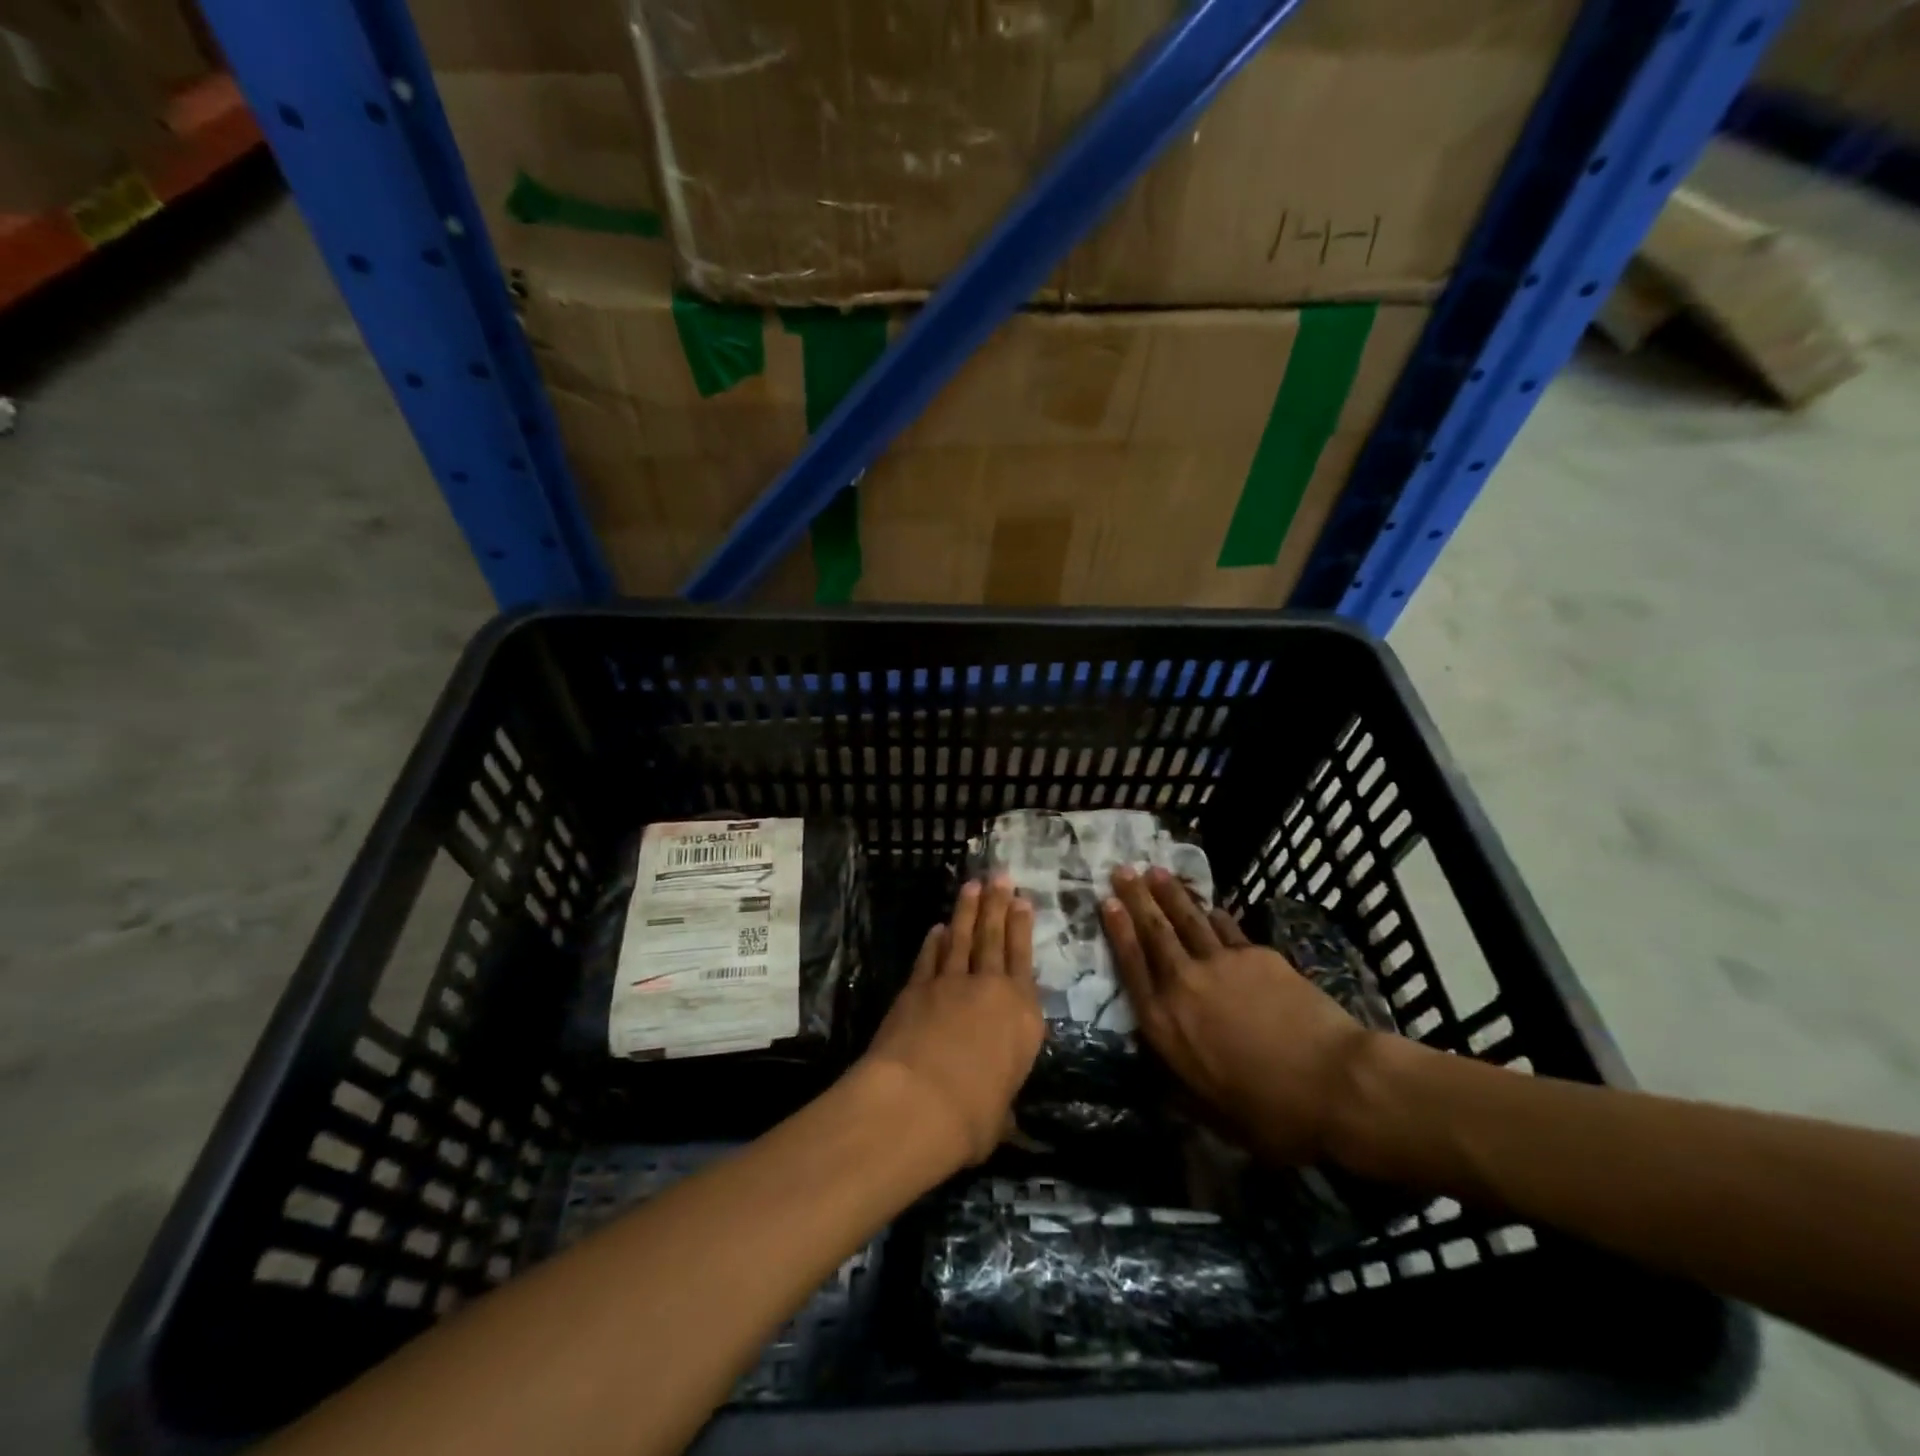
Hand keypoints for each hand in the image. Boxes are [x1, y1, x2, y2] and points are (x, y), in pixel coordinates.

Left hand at [860, 877, 1044, 1169]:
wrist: (917, 1102)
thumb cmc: (972, 1117)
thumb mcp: (998, 1118)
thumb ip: (1000, 1105)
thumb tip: (999, 1118)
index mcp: (1023, 1018)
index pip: (1024, 961)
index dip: (1021, 928)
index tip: (1021, 901)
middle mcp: (991, 990)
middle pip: (994, 938)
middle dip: (997, 904)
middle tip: (999, 876)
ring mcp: (950, 984)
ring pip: (962, 938)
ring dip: (967, 911)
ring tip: (972, 886)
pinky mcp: (916, 988)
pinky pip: (929, 958)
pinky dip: (934, 941)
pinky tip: (937, 928)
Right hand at [1102, 866, 1374, 1165]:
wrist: (1333, 1082)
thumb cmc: (1270, 1111)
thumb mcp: (1211, 1111)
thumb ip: (1180, 1085)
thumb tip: (1161, 1076)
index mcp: (1164, 1023)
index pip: (1131, 965)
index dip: (1117, 930)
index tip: (1106, 901)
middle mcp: (1184, 984)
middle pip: (1154, 931)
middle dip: (1135, 897)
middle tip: (1122, 870)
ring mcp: (1221, 963)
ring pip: (1187, 919)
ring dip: (1170, 893)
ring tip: (1156, 871)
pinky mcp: (1257, 956)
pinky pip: (1226, 928)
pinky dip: (1213, 914)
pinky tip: (1209, 906)